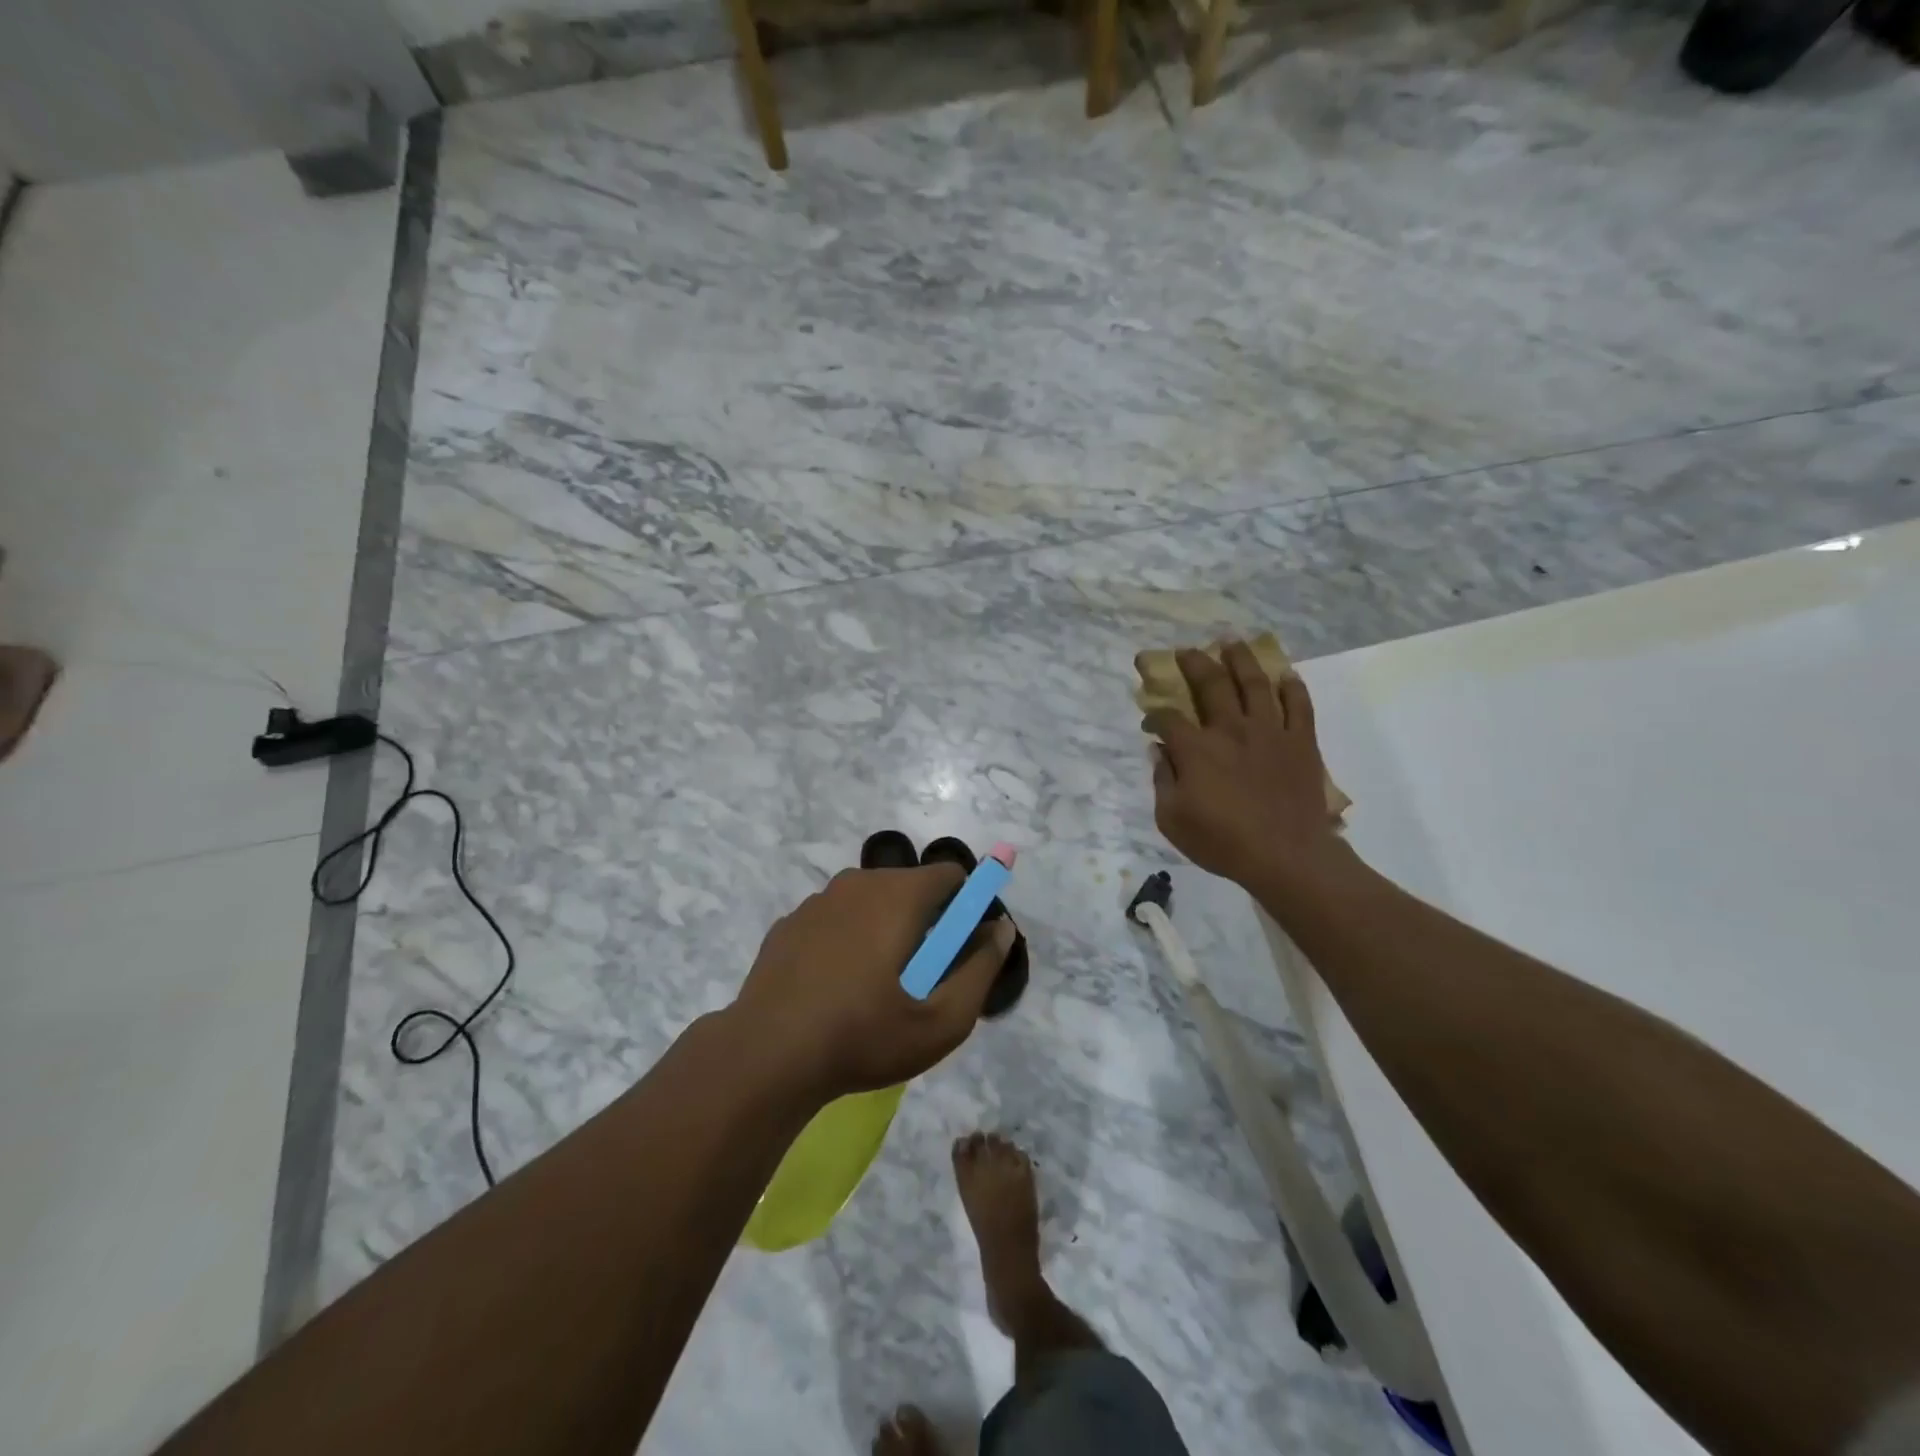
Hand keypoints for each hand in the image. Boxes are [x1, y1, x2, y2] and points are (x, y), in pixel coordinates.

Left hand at [730, 865, 1016, 1101]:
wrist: (766, 1056)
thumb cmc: (863, 1036)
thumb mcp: (941, 1020)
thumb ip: (981, 969)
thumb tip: (1001, 929)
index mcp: (898, 895)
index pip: (950, 875)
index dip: (966, 907)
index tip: (959, 950)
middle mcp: (857, 883)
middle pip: (909, 887)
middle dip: (925, 922)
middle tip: (919, 980)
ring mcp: (817, 901)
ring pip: (870, 902)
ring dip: (884, 930)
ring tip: (875, 988)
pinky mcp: (788, 924)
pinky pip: (835, 920)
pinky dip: (847, 940)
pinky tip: (835, 987)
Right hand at [1143, 641, 1344, 885]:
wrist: (1286, 856)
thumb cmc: (1222, 842)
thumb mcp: (1172, 820)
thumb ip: (1162, 780)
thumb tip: (1159, 751)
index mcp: (1196, 749)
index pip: (1168, 717)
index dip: (1155, 714)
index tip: (1150, 719)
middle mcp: (1230, 729)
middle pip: (1210, 684)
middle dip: (1194, 663)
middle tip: (1186, 651)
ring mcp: (1269, 731)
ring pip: (1254, 683)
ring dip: (1240, 659)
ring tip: (1231, 642)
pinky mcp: (1300, 741)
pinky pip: (1298, 705)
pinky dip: (1292, 687)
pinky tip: (1285, 675)